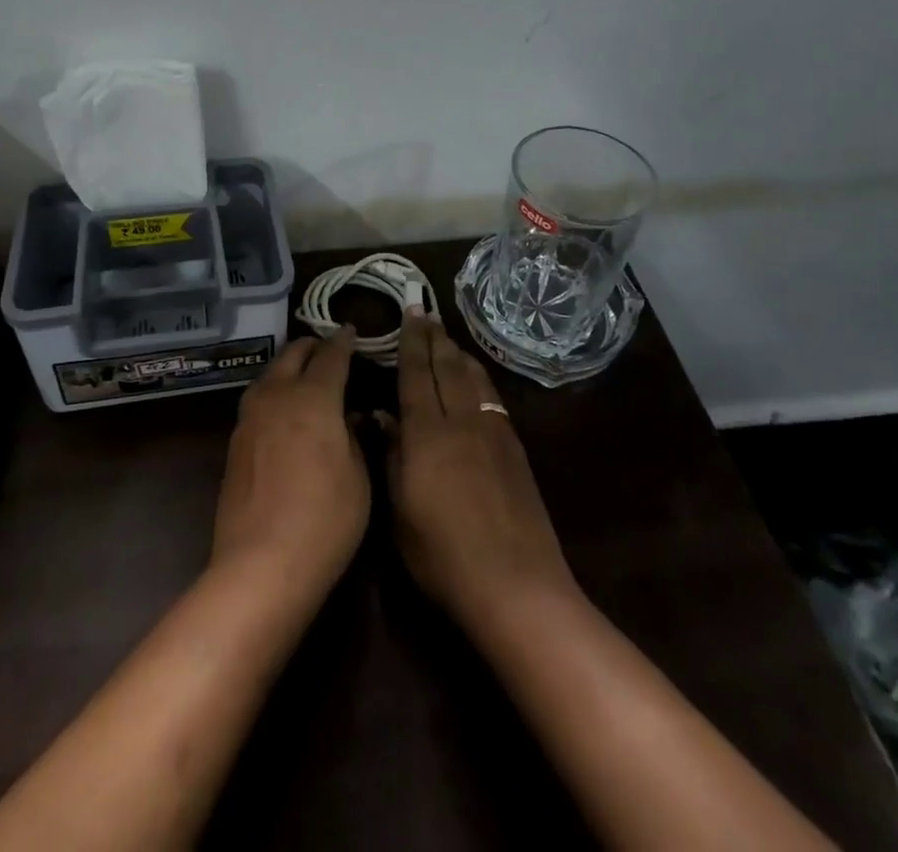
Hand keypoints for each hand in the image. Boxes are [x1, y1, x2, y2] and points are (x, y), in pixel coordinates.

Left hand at [210, 329, 369, 603]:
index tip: (351, 331)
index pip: (331, 356)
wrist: (261, 564)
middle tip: (329, 348)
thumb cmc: (325, 520)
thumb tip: (348, 414)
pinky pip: (259, 399)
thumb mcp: (358, 477)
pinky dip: (275, 391)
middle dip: (312, 346)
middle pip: (293, 355)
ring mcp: (250, 417)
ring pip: (270, 374)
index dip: (343, 341)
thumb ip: (353, 436)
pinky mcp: (235, 441)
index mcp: (313, 398)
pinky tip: (284, 409)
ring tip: (305, 374)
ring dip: (289, 366)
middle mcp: (277, 396)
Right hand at [383, 314, 577, 633]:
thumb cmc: (444, 556)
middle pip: (446, 367)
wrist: (516, 585)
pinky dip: (479, 376)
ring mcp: (492, 431)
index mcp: (427, 434)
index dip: (410, 341)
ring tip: (446, 338)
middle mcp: (461, 420)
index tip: (408, 312)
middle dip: (433, 337)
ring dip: (457, 353)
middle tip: (424, 312)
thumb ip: (391, 457)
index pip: (416, 374)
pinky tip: (475, 378)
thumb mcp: (400, 512)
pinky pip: (491, 396)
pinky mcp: (514, 448)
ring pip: (473, 377)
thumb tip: (381, 417)